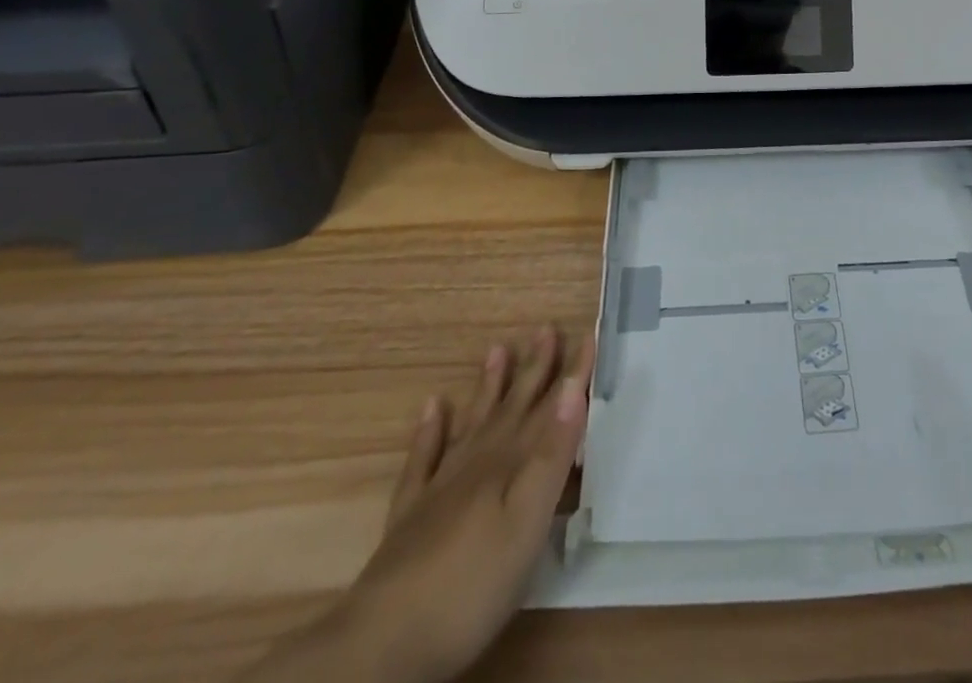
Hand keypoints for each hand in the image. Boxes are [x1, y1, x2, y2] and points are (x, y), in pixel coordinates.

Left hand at [241, 328, 593, 682]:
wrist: (383, 642)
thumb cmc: (472, 585)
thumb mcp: (527, 523)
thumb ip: (551, 456)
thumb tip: (573, 390)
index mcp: (510, 465)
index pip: (550, 408)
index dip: (572, 374)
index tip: (588, 334)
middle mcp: (478, 463)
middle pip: (512, 407)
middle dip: (534, 369)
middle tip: (546, 328)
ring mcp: (440, 486)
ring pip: (472, 422)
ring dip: (488, 386)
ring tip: (497, 348)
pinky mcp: (411, 515)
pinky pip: (423, 459)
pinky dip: (429, 430)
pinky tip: (432, 406)